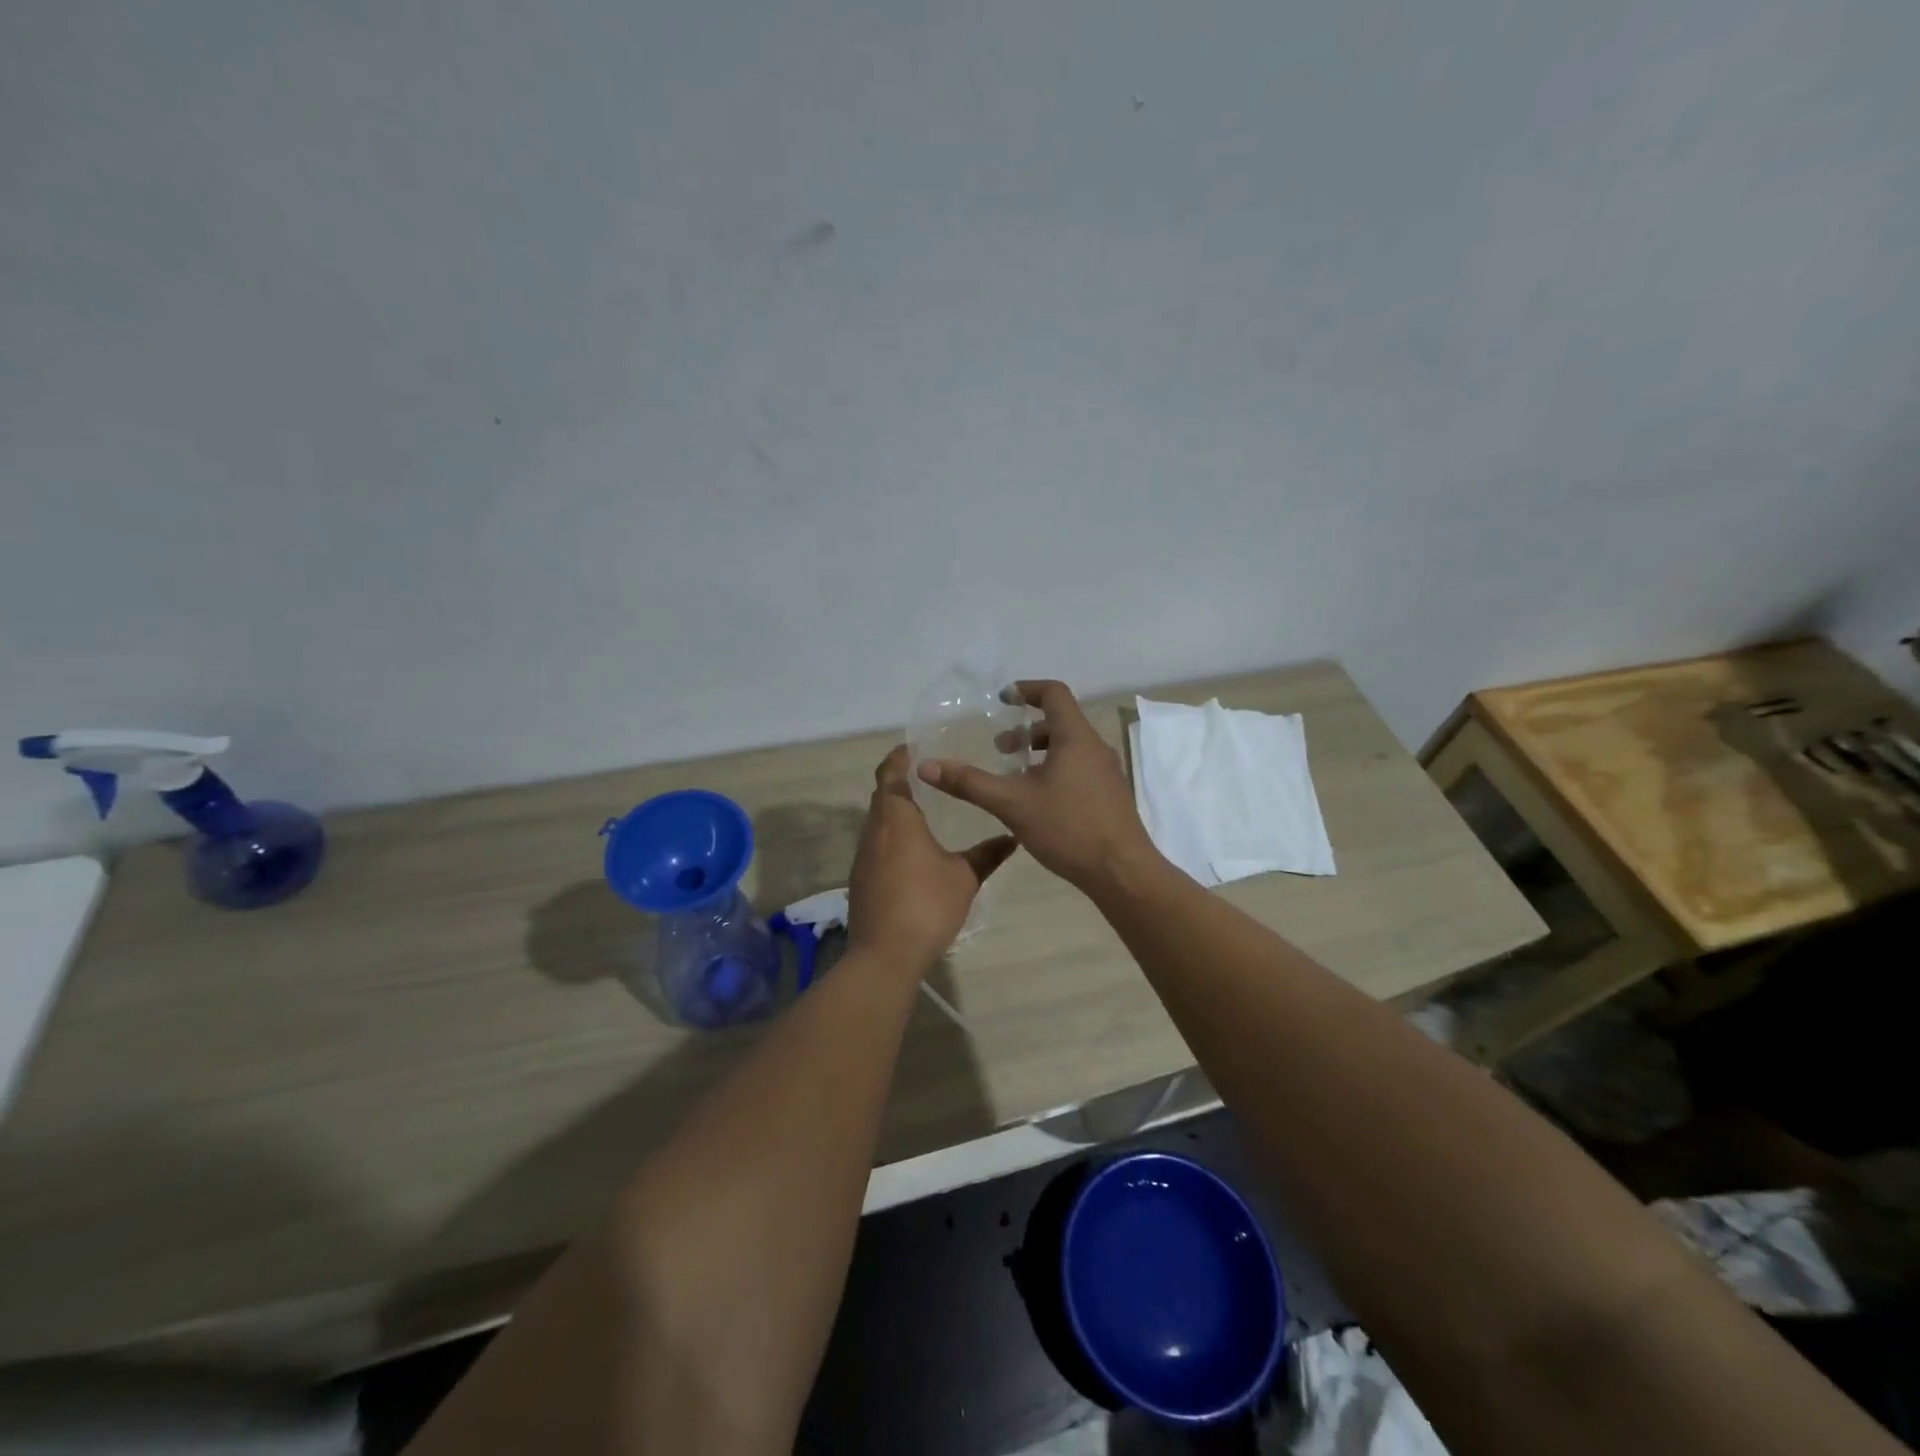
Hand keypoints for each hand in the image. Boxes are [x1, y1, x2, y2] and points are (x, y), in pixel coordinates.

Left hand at [845, 746, 1017, 973]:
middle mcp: (874, 831)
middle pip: (882, 795)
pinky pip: (875, 845)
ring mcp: (863, 857)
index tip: (915, 747)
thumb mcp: (965, 878)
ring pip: (877, 822)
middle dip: (900, 782)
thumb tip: (1013, 837)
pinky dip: (891, 837)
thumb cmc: (927, 905)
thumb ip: (988, 854)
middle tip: (929, 777)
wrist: (885, 954)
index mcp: (897, 819)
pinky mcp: (860, 879)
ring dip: (895, 812)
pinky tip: (912, 851)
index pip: (890, 774)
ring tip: (925, 811)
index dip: (899, 757)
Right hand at [918, 679, 1162, 894]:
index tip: (1003, 700)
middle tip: (1000, 748)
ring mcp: (1107, 772)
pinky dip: (1055, 770)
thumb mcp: (1011, 803)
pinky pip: (1079, 768)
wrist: (1122, 872)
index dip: (1026, 690)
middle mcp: (1095, 748)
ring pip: (1070, 747)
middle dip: (1027, 729)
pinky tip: (1038, 801)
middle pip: (1061, 721)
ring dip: (1040, 752)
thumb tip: (925, 766)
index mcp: (1075, 737)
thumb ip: (969, 783)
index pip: (1054, 693)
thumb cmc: (1068, 828)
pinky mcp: (1110, 795)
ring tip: (1014, 776)